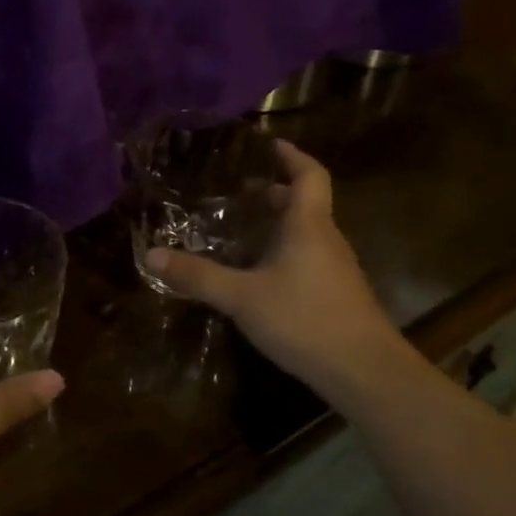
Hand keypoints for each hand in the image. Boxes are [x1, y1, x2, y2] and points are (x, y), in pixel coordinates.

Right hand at [146, 141, 406, 397]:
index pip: (309, 174)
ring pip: (307, 232)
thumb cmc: (305, 320)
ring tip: (244, 230)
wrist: (364, 371)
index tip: (269, 145)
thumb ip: (198, 276)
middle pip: (306, 203)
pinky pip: (309, 257)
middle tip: (242, 191)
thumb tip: (151, 254)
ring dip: (280, 223)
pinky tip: (261, 275)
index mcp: (308, 226)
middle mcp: (326, 239)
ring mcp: (336, 268)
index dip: (292, 155)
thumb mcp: (242, 298)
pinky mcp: (337, 294)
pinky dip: (286, 251)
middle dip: (276, 192)